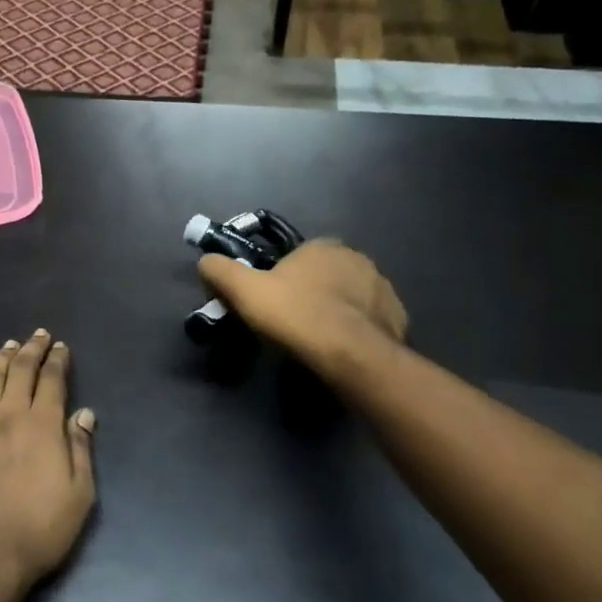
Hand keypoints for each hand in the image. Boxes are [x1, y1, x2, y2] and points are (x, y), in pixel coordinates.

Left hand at [0, 330, 96, 601]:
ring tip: (9, 346)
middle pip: (18, 372)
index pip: (50, 380)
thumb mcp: (80, 493)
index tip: (61, 347)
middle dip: (30, 350)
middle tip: (38, 335)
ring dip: (1, 360)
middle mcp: (7, 416)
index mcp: (41, 425)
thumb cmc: (40, 527)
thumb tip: (83, 413)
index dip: (57, 360)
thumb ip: (80, 448)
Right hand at [198, 239, 408, 369]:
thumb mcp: (244, 291)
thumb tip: (205, 260)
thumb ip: (220, 270)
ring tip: (316, 339)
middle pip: (324, 274)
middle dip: (310, 292)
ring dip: (335, 310)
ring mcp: (381, 287)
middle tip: (291, 322)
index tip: (269, 301)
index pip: (296, 256)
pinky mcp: (397, 316)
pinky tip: (341, 348)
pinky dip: (356, 329)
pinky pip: (369, 319)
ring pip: (349, 296)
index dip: (280, 277)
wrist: (350, 355)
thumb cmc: (295, 315)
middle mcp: (357, 258)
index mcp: (322, 246)